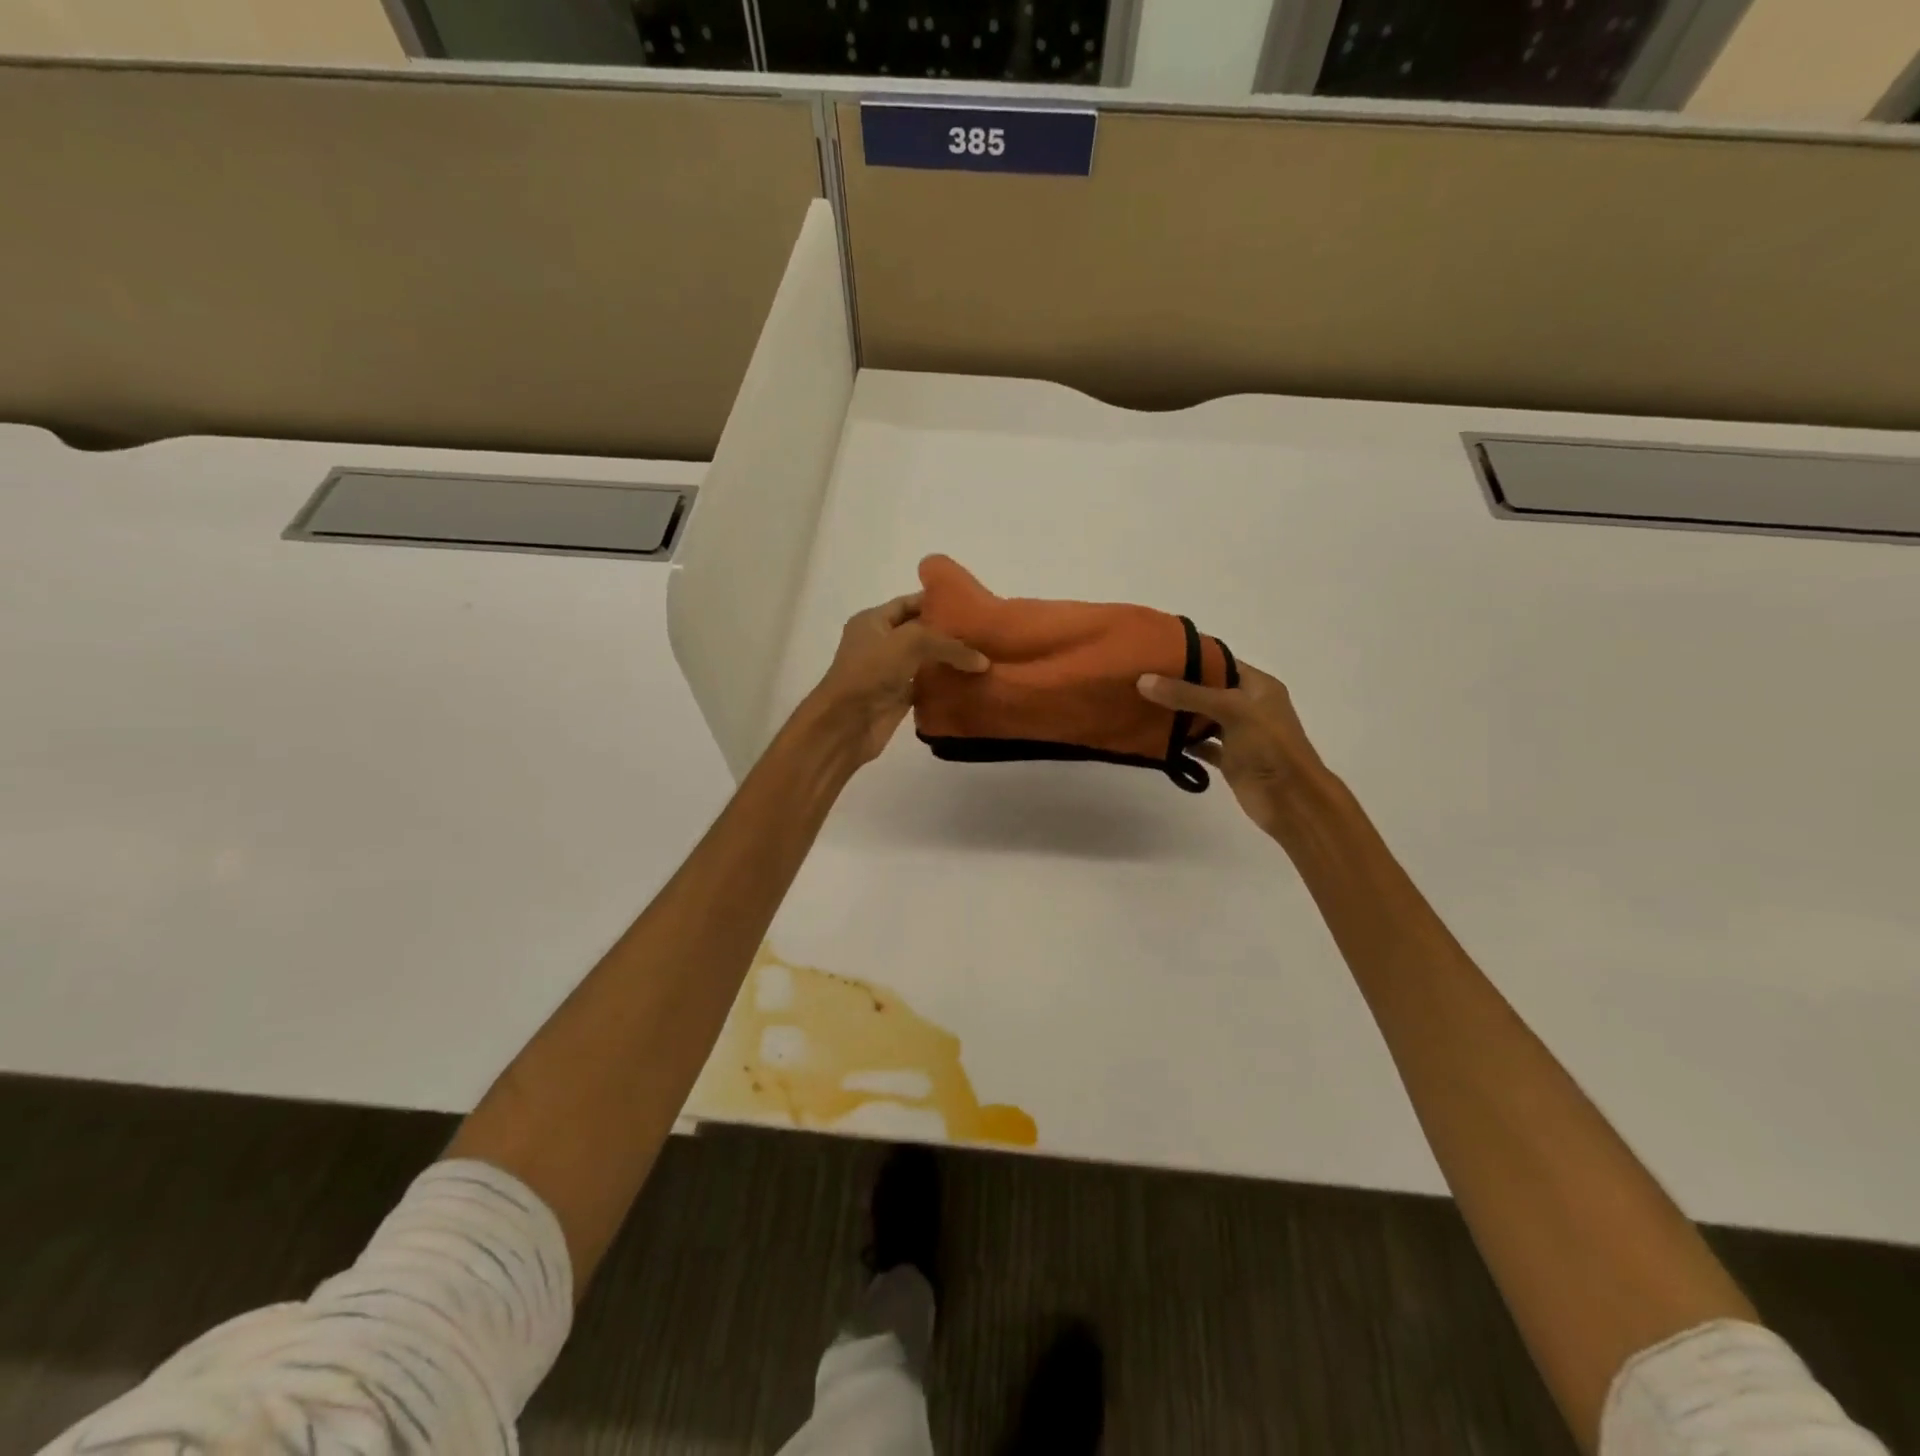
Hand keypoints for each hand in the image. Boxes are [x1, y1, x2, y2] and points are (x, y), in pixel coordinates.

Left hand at [804, 592, 987, 765]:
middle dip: (948, 633)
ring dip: (949, 660)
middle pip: (920, 632)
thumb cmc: (871, 671)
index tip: (970, 605)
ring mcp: (889, 672)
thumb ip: (949, 645)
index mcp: (873, 621)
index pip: (909, 603)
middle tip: (982, 633)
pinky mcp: (898, 698)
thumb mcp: (911, 642)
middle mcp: (880, 643)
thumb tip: (982, 661)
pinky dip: (944, 684)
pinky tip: (969, 682)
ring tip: (983, 657)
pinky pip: (926, 686)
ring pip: (925, 660)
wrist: (846, 723)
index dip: (937, 602)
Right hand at [1138, 663, 1330, 837]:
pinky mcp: (1229, 759)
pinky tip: (1156, 739)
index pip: (1220, 662)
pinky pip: (1201, 745)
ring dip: (1177, 715)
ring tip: (1141, 704)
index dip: (1191, 656)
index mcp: (1257, 686)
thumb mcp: (1230, 709)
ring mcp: (1239, 734)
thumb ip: (1187, 694)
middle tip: (1140, 679)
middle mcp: (1248, 706)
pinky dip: (1182, 743)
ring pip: (1202, 718)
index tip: (1155, 654)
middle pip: (1207, 690)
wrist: (1290, 799)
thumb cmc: (1269, 746)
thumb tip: (1143, 680)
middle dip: (1177, 686)